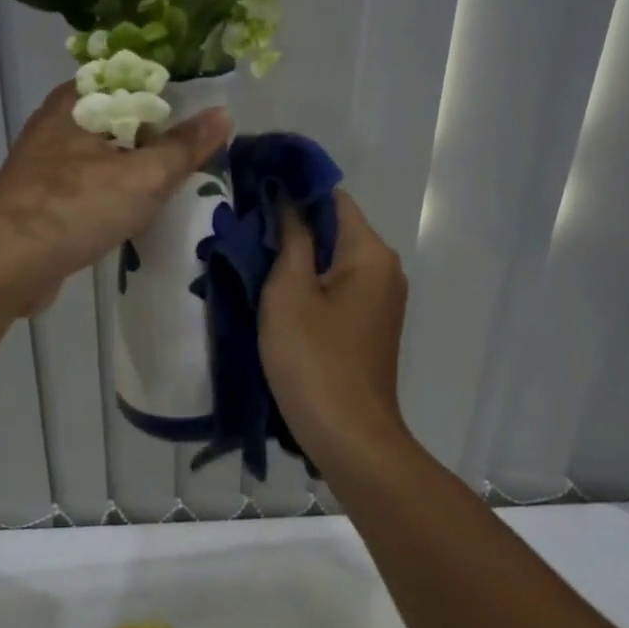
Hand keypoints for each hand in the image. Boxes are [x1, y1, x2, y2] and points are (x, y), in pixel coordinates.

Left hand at [0, 83, 230, 316]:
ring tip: (175, 177)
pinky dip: (114, 188)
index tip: (202, 107)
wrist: (7, 264)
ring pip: (104, 151)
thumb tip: (224, 114)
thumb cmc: (76, 207)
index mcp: (76, 100)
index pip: (130, 76)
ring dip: (136, 163)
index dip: (168, 88)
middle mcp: (56, 121)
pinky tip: (137, 207)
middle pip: (119, 115)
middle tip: (196, 147)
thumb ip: (185, 147)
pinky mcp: (41, 196)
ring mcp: (45, 160)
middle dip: (156, 131)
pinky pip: (89, 181)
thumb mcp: (144, 176)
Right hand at [259, 191, 409, 467]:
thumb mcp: (289, 291)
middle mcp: (384, 268)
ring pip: (333, 259)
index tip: (254, 192)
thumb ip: (290, 237)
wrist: (349, 437)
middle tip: (244, 229)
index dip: (294, 190)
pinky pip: (337, 287)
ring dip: (297, 256)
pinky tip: (276, 294)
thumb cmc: (313, 358)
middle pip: (334, 228)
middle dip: (291, 225)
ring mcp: (380, 299)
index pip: (332, 198)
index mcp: (370, 252)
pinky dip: (310, 283)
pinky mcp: (369, 324)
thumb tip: (287, 197)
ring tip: (252, 259)